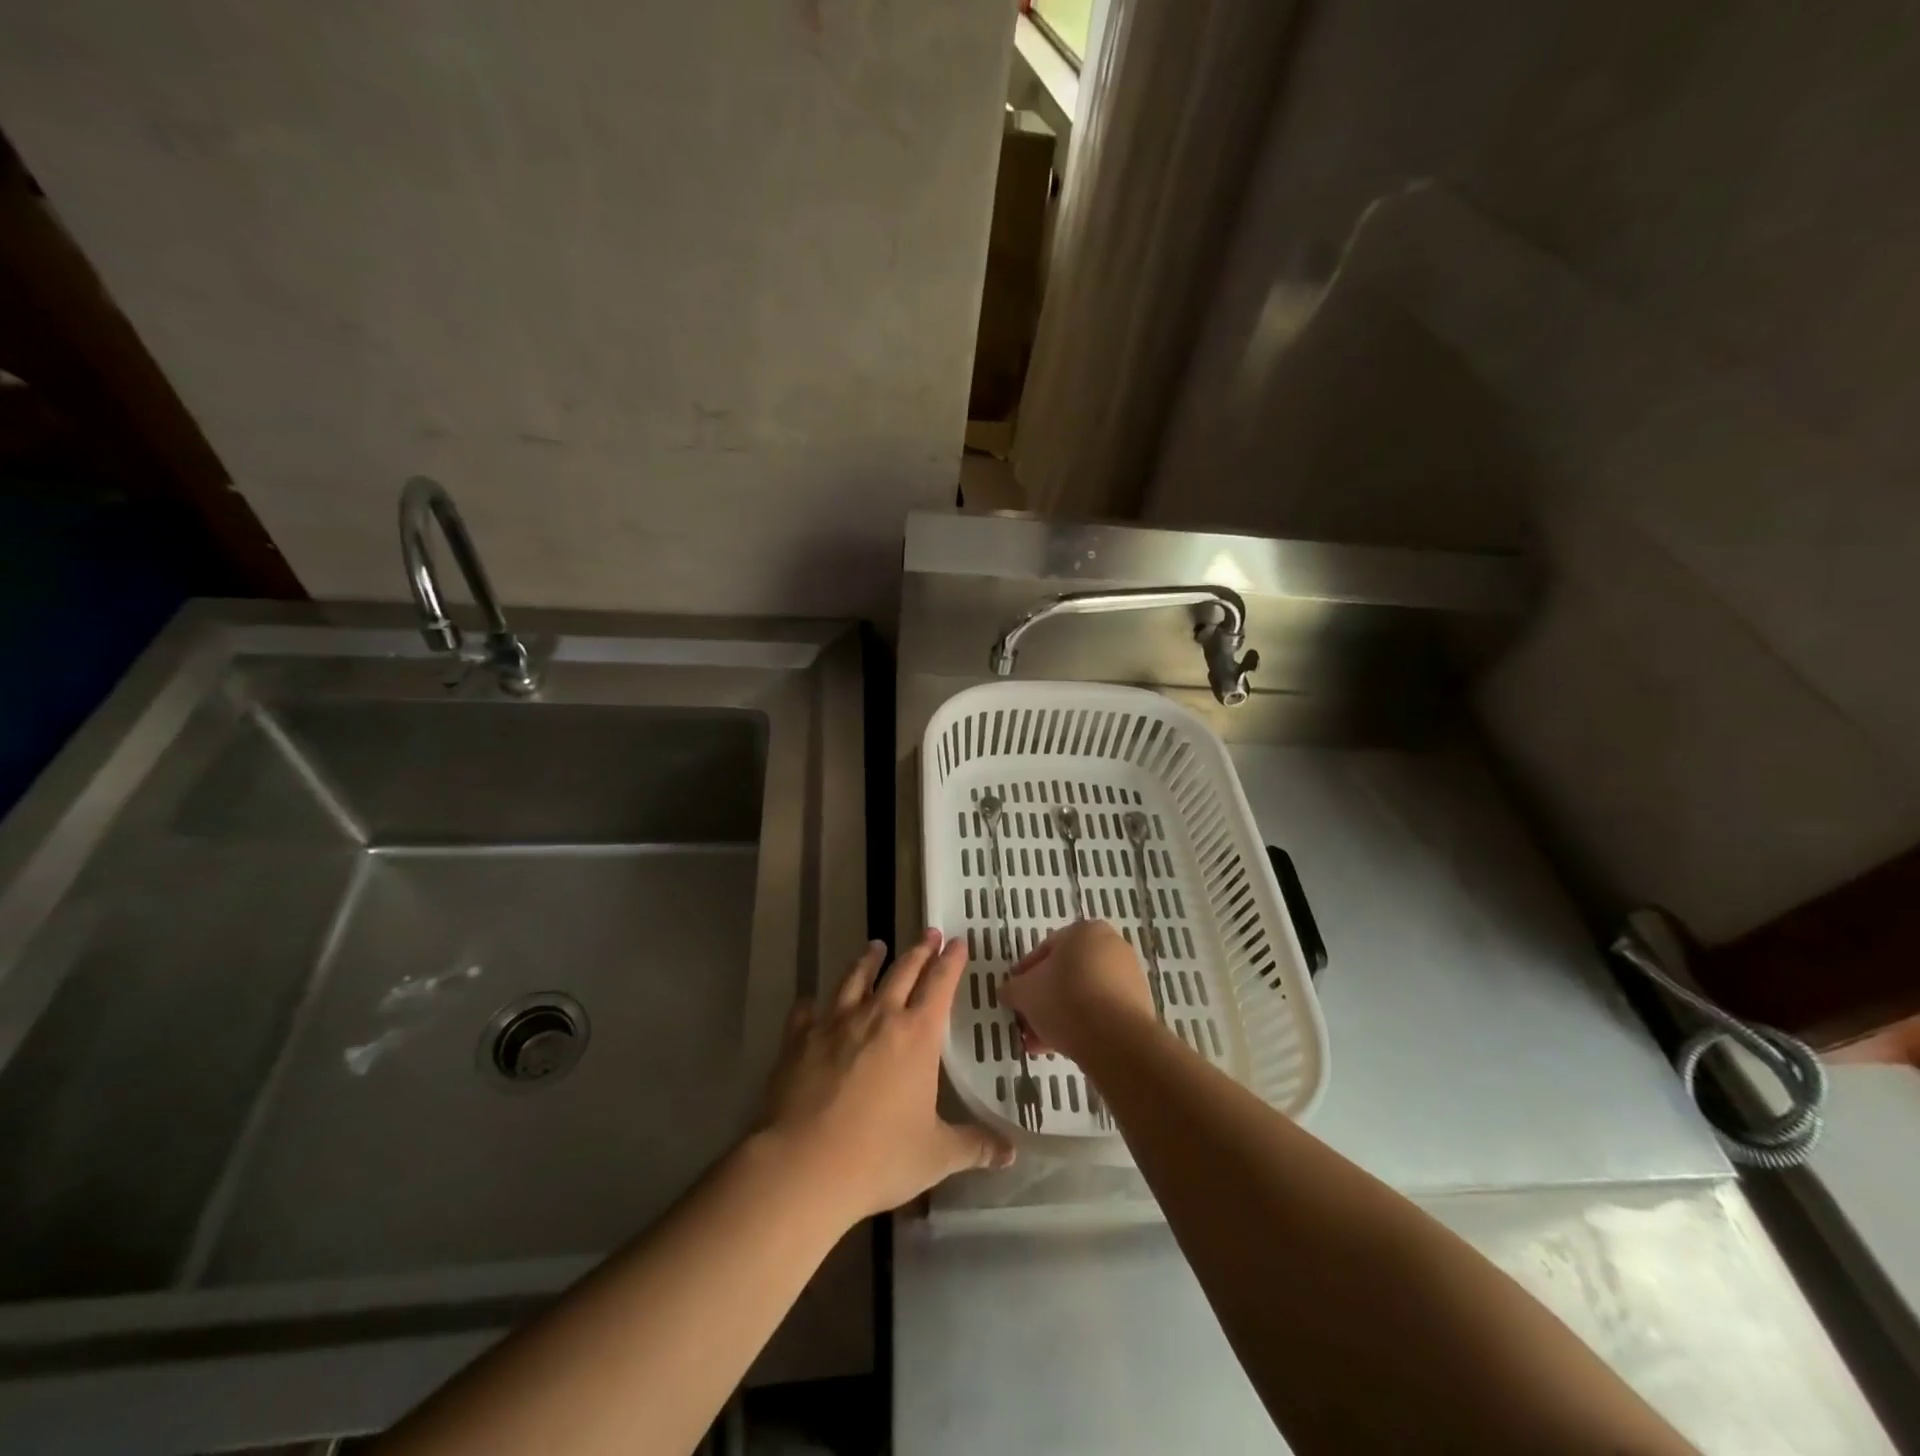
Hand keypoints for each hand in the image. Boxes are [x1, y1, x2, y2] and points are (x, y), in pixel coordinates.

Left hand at [758, 930, 1013, 1222]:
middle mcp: (878, 1017)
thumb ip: (974, 1146)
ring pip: (855, 979)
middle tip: (930, 933)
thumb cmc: (879, 1157)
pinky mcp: (799, 1038)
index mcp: (916, 1035)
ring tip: (876, 946)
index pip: (940, 985)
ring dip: (868, 960)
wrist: (804, 1164)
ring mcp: (835, 1022)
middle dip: (919, 950)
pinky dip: (811, 1004)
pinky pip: (806, 1011)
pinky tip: (810, 1001)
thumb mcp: (935, 1155)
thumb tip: (1011, 1153)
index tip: (958, 942)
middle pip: (902, 972)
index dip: (951, 962)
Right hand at [1003, 920, 1157, 1062]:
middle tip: (1027, 1021)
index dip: (1025, 974)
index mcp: (1084, 931)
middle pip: (1067, 974)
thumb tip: (1008, 992)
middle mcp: (1111, 946)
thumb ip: (1013, 989)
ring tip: (1041, 1043)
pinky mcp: (1139, 1005)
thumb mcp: (1024, 992)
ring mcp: (1129, 976)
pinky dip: (1083, 1024)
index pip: (1046, 949)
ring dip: (1061, 1015)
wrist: (1115, 1038)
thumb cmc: (1064, 1000)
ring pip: (1084, 995)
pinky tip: (1064, 1047)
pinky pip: (1102, 1012)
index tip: (1015, 995)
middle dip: (1044, 1000)